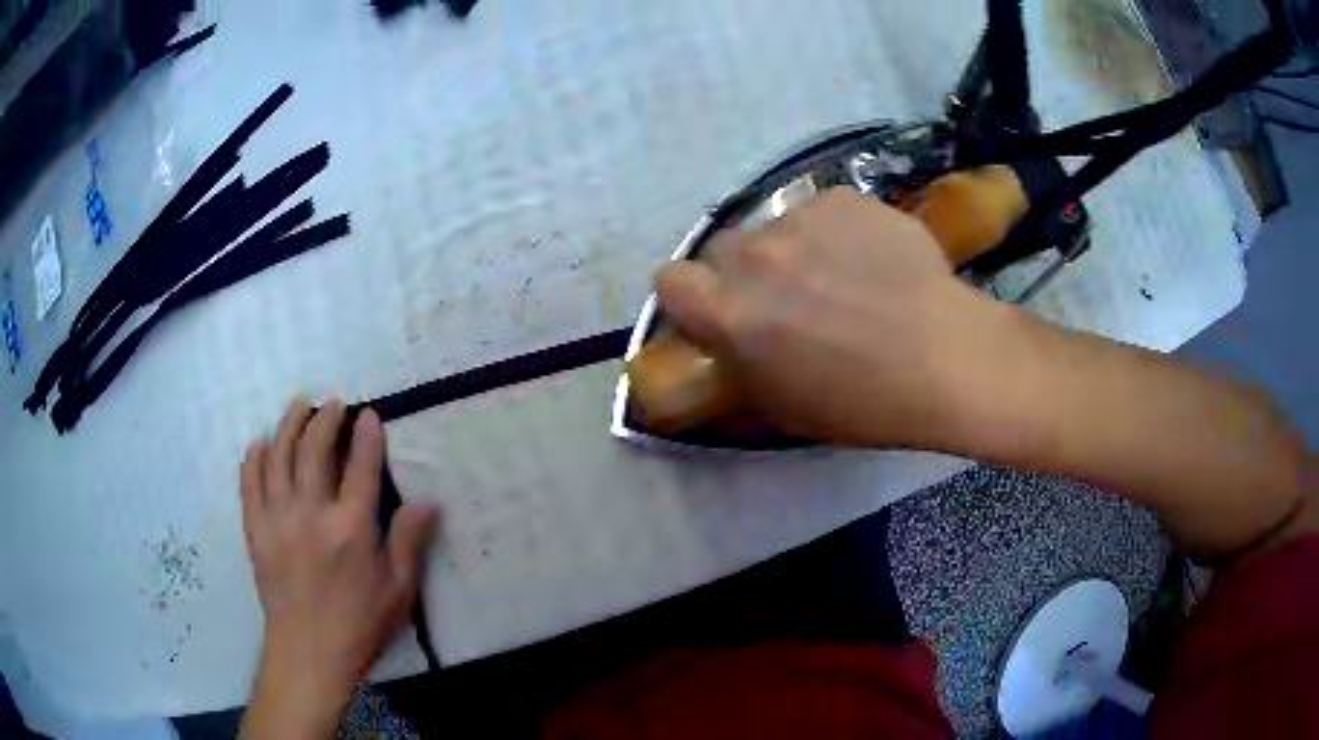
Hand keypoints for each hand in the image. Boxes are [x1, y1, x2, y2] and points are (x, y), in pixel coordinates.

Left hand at [238, 400, 437, 738]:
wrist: (308, 652)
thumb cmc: (359, 624)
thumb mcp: (399, 591)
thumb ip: (408, 542)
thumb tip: (427, 502)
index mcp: (351, 528)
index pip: (361, 466)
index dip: (366, 435)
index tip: (369, 415)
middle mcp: (311, 513)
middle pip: (314, 449)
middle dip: (325, 419)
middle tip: (333, 404)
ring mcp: (278, 518)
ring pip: (278, 456)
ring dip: (288, 425)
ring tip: (298, 407)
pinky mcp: (256, 529)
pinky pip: (249, 481)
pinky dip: (254, 457)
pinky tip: (261, 444)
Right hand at [655, 189, 1020, 449]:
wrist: (947, 359)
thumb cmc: (864, 402)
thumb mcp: (782, 405)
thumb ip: (738, 361)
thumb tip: (728, 337)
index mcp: (729, 312)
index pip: (669, 281)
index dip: (692, 297)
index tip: (720, 312)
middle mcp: (754, 255)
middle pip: (723, 249)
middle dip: (744, 273)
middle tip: (788, 299)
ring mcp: (801, 219)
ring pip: (776, 228)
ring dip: (793, 251)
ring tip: (843, 279)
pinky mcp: (844, 199)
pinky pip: (822, 212)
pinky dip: (836, 233)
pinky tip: (873, 261)